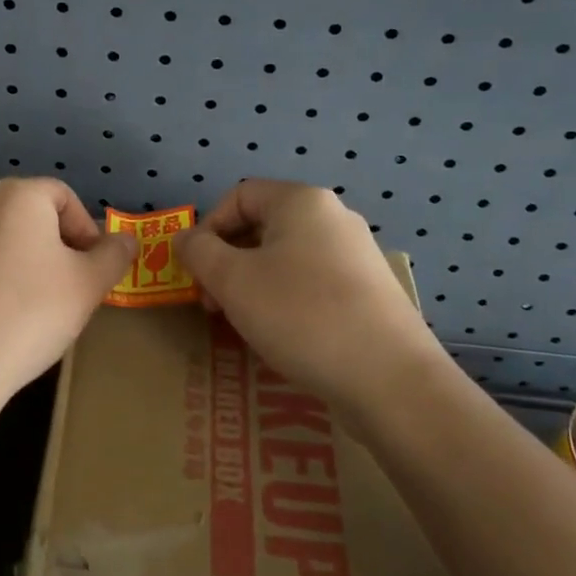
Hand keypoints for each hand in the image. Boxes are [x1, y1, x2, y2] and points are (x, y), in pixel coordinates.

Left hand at [0, 178, 136, 417]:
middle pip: (32, 215)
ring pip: (5, 240)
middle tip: (72, 289)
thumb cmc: (29, 312)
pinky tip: (4, 318)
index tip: (94, 271)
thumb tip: (125, 240)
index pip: (65, 197)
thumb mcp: (87, 285)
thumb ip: (113, 256)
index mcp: (17, 194)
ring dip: (28, 264)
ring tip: (39, 308)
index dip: (87, 231)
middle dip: (58, 247)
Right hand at [177, 180, 444, 416]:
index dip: (208, 229)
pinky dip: (286, 299)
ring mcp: (357, 255)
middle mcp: (333, 217)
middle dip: (228, 261)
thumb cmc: (301, 316)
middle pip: (262, 226)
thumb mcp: (233, 280)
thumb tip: (184, 237)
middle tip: (214, 304)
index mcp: (302, 201)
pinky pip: (313, 282)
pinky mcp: (370, 292)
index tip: (197, 272)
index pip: (238, 196)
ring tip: (244, 323)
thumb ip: (199, 251)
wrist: (391, 380)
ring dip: (253, 283)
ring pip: (286, 257)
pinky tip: (284, 335)